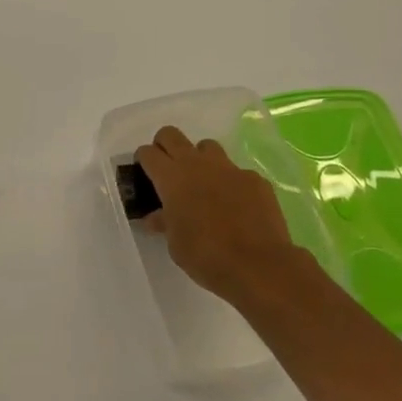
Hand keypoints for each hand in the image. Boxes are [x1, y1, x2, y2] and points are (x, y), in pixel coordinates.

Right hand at [137, 126, 295, 300]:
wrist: (259, 265)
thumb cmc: (206, 256)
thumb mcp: (175, 244)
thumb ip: (164, 222)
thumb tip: (156, 217)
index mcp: (172, 178)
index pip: (148, 153)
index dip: (143, 161)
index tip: (144, 174)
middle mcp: (197, 164)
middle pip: (171, 135)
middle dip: (165, 147)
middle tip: (168, 171)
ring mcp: (229, 168)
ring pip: (206, 147)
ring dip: (200, 160)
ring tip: (203, 185)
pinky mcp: (254, 179)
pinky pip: (236, 171)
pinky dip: (230, 183)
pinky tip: (236, 206)